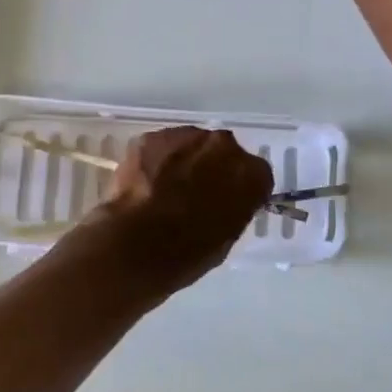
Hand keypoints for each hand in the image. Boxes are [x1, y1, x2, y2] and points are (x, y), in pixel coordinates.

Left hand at [80, 126, 273, 292]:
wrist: (135, 246)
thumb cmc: (187, 254)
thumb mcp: (226, 237)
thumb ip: (232, 209)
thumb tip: (222, 202)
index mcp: (251, 175)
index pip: (255, 175)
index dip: (239, 188)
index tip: (226, 202)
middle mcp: (224, 146)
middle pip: (222, 152)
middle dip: (211, 168)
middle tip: (193, 193)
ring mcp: (186, 137)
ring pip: (190, 145)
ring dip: (183, 161)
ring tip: (164, 188)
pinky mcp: (152, 137)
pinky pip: (160, 147)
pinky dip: (155, 161)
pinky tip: (144, 184)